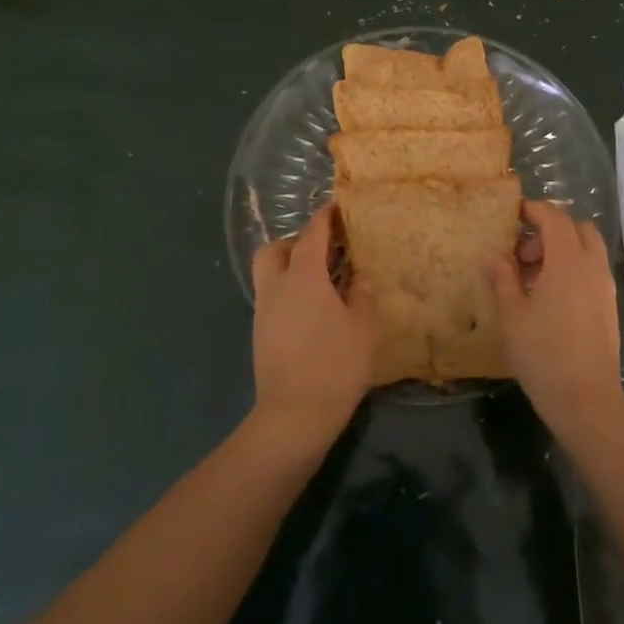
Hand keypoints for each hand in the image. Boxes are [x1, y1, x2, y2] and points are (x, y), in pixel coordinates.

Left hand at [250, 205, 373, 451]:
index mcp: (303, 277)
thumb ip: (362, 294)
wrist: (294, 416)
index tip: (338, 207)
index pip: (312, 234)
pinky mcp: (260, 335)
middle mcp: (277, 287)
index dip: (325, 217)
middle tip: (325, 251)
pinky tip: (314, 310)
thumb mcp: (363, 326)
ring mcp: (264, 312)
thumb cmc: (335, 364)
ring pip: (270, 274)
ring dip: (291, 268)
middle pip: (275, 249)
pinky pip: (272, 298)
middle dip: (297, 242)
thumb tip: (358, 277)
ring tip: (324, 282)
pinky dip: (289, 292)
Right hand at [484, 200, 623, 438]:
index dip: (534, 210)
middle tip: (524, 251)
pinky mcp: (609, 309)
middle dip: (551, 230)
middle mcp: (592, 267)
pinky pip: (592, 273)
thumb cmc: (543, 352)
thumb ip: (502, 280)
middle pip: (578, 229)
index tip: (513, 213)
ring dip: (563, 251)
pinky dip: (573, 270)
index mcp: (568, 260)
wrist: (586, 399)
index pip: (555, 218)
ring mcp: (605, 288)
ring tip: (532, 277)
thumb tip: (492, 257)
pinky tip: (550, 298)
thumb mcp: (512, 315)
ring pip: (588, 251)